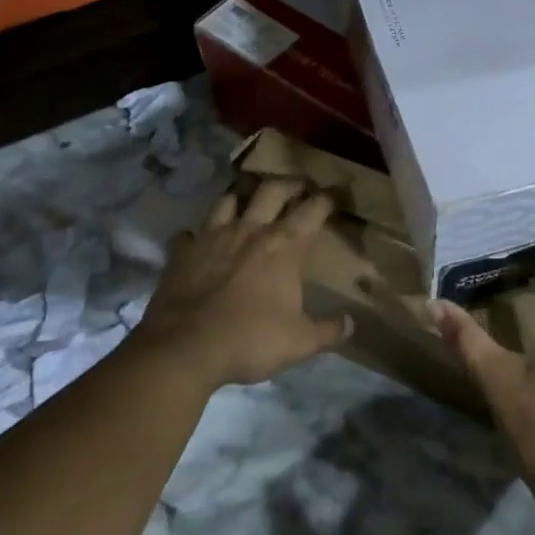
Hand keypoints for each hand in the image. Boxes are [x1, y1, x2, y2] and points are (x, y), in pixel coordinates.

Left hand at [134, 178, 350, 389]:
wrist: (184, 349)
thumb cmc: (250, 340)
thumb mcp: (299, 342)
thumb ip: (328, 330)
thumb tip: (351, 324)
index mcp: (285, 246)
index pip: (314, 209)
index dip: (327, 199)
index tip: (334, 196)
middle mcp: (252, 230)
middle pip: (273, 189)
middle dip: (289, 184)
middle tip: (297, 187)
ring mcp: (214, 236)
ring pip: (229, 200)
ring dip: (240, 199)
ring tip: (246, 205)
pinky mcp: (183, 252)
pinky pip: (187, 234)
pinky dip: (194, 236)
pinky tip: (196, 243)